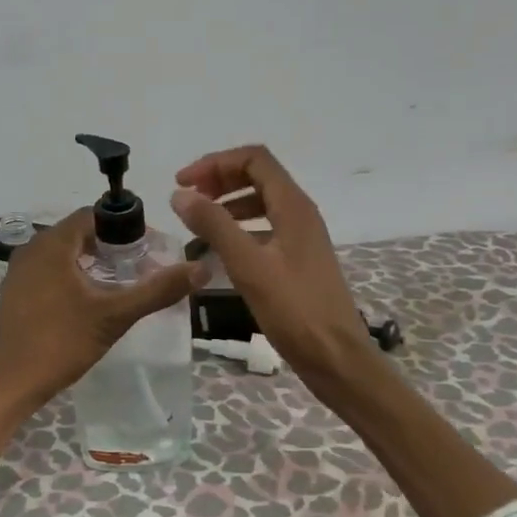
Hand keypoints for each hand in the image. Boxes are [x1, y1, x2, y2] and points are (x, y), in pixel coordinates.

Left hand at [0, 208, 205, 419]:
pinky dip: (74, 277)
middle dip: (112, 246)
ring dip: (93, 263)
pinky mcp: (15, 294)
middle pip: (79, 234)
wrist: (6, 385)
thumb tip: (200, 269)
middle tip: (142, 268)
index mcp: (52, 244)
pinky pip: (50, 272)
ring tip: (122, 286)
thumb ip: (157, 290)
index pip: (94, 215)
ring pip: (64, 254)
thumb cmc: (59, 343)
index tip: (151, 248)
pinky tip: (91, 303)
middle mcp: (32, 249)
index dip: (125, 226)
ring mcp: (20, 272)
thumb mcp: (114, 316)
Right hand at [170, 145, 373, 390]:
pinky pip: (264, 228)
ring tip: (198, 223)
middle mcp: (300, 214)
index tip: (183, 183)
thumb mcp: (248, 266)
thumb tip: (180, 194)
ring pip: (261, 202)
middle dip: (219, 179)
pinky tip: (220, 250)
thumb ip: (213, 226)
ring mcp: (301, 237)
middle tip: (187, 199)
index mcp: (293, 207)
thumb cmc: (294, 310)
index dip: (215, 163)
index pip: (254, 159)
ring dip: (227, 204)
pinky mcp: (298, 259)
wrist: (336, 357)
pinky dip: (239, 228)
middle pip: (257, 176)